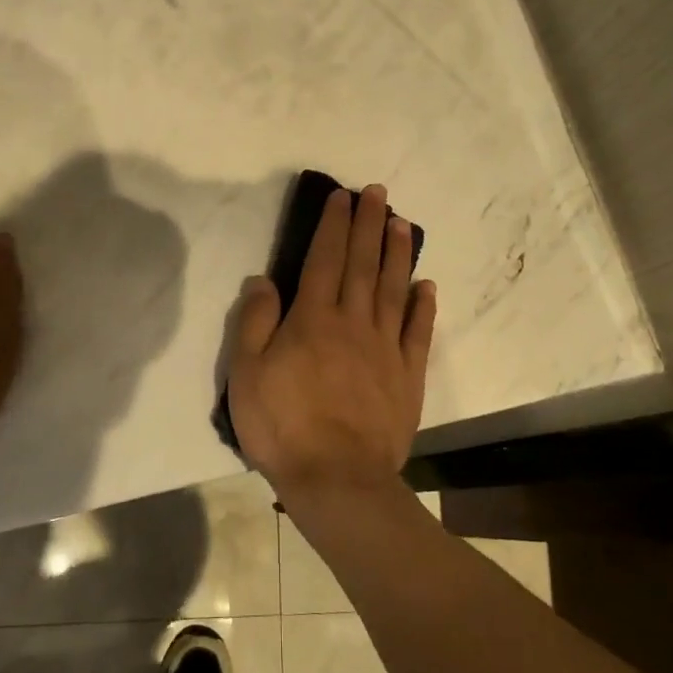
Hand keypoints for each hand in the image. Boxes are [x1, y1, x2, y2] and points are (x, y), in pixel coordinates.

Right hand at [227, 184, 436, 502]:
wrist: (337, 479)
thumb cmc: (283, 426)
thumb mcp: (247, 374)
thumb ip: (254, 322)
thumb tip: (263, 279)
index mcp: (313, 319)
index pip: (325, 259)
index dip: (334, 225)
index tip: (342, 197)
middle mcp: (353, 323)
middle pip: (363, 264)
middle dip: (370, 225)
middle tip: (379, 193)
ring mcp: (385, 348)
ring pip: (393, 289)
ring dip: (398, 254)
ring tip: (403, 223)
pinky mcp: (407, 376)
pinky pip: (417, 333)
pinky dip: (423, 307)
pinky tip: (426, 287)